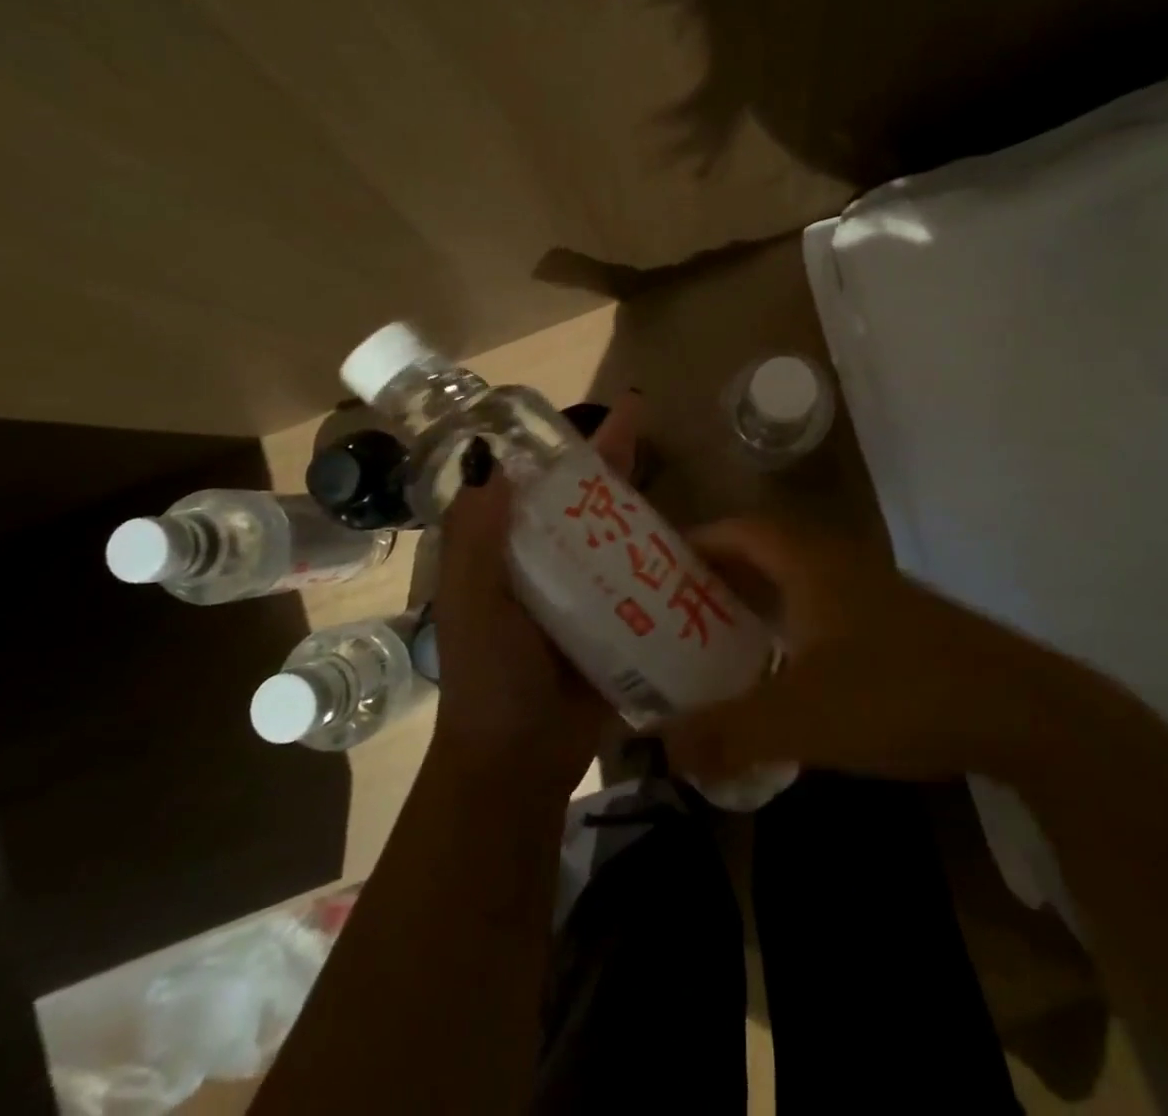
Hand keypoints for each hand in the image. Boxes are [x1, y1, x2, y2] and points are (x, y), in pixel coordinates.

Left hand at [429, 392, 643, 795]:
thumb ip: (475, 537)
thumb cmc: (489, 675)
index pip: (532, 484)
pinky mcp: (620, 617)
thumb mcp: (470, 602)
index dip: (555, 446)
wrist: (522, 759)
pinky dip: (664, 553)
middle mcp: (547, 559)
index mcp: (507, 549)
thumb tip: (489, 456)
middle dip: (610, 457)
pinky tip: (696, 532)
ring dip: (642, 500)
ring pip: (618, 531)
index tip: (577, 408)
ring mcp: (586, 588)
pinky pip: (643, 576)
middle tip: (641, 415)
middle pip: (584, 499)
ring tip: (677, 461)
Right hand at [662, 520, 1050, 783]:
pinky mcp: (897, 627)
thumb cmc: (896, 692)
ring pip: (798, 587)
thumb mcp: (800, 717)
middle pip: (765, 555)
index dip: (698, 541)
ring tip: (715, 646)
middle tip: (674, 614)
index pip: (740, 530)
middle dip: (719, 579)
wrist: (1015, 709)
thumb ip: (726, 732)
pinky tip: (783, 676)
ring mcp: (873, 594)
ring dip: (757, 607)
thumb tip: (658, 747)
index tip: (657, 569)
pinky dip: (792, 631)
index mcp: (810, 562)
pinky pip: (825, 614)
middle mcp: (839, 564)